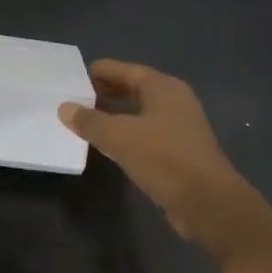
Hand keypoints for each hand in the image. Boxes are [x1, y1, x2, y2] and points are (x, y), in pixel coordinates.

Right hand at [60, 60, 266, 256]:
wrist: (207, 202)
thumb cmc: (164, 158)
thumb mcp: (120, 137)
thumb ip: (90, 121)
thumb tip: (64, 107)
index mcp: (164, 88)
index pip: (126, 70)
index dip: (101, 71)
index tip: (74, 76)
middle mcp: (174, 101)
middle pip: (135, 89)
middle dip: (106, 92)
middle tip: (75, 98)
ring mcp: (179, 127)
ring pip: (140, 113)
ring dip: (114, 115)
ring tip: (85, 120)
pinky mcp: (179, 152)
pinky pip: (145, 134)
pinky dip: (126, 134)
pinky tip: (108, 145)